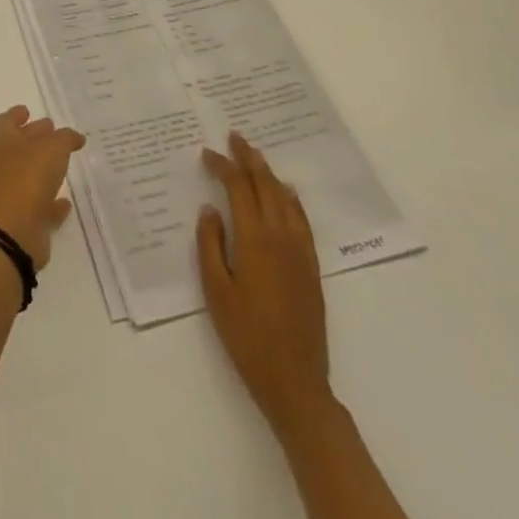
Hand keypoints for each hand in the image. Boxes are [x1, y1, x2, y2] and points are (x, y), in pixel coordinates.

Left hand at [0, 105, 85, 269]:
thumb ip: (65, 138)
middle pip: (19, 146)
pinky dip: (51, 204)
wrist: (14, 231)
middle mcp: (5, 165)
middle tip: (55, 132)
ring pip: (29, 176)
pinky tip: (66, 202)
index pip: (7, 121)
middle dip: (35, 138)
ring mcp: (12, 193)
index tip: (28, 110)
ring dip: (44, 170)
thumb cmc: (29, 177)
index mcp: (5, 141)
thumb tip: (74, 137)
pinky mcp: (24, 220)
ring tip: (65, 164)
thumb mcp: (53, 148)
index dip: (16, 114)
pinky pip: (40, 207)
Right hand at [196, 132, 331, 430]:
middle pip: (266, 185)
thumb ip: (210, 244)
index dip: (223, 166)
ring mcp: (300, 251)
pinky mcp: (311, 267)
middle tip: (234, 137)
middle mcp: (281, 237)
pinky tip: (286, 194)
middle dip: (249, 159)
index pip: (239, 189)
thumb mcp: (215, 290)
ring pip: (286, 199)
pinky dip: (290, 198)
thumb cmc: (246, 336)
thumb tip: (210, 209)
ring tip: (255, 157)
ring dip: (269, 174)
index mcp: (255, 239)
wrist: (295, 381)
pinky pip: (302, 219)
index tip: (206, 153)